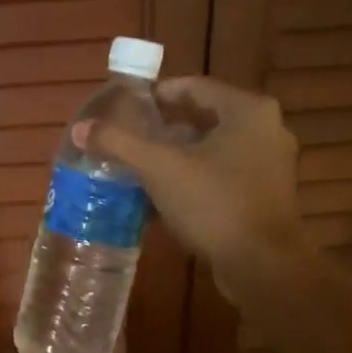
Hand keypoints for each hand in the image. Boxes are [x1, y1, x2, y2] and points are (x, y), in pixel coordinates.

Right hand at [76, 76, 304, 275]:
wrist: (263, 266)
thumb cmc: (214, 204)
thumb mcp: (159, 169)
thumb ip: (119, 143)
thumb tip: (80, 129)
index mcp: (247, 110)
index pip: (195, 86)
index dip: (158, 94)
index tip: (128, 107)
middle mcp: (267, 129)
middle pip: (205, 117)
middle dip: (166, 128)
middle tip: (131, 137)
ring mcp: (271, 165)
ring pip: (215, 149)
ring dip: (179, 155)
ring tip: (142, 166)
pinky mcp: (267, 196)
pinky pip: (224, 174)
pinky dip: (196, 177)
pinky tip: (166, 195)